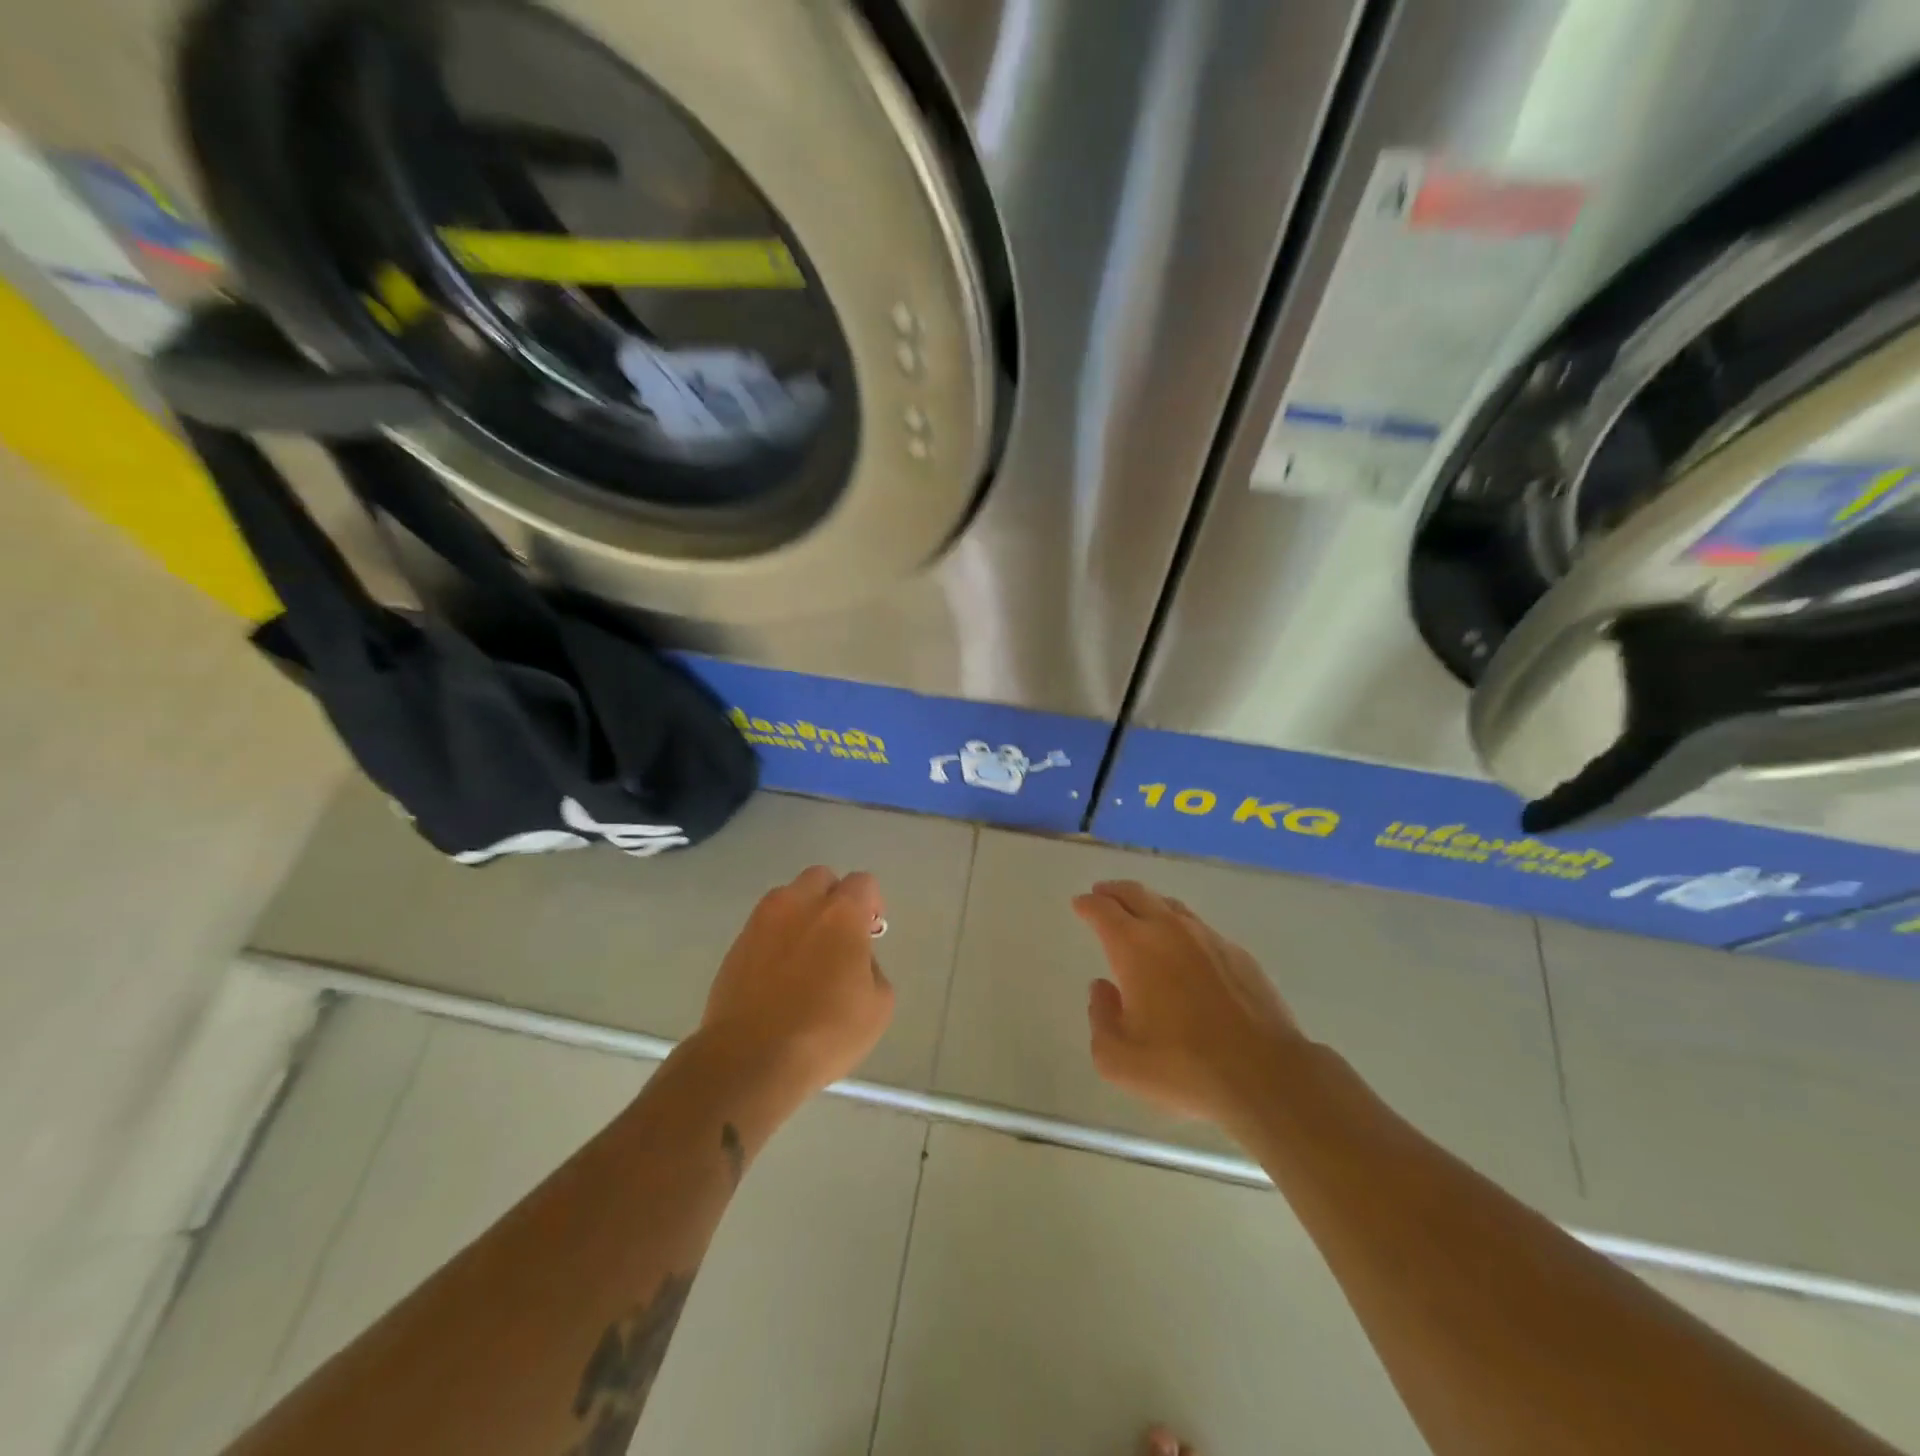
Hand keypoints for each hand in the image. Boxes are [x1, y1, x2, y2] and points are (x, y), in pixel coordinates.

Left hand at [700, 867, 894, 1096]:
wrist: (750, 1059)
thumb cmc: (825, 1032)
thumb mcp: (878, 1006)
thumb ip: (872, 968)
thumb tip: (855, 961)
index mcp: (840, 913)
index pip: (862, 883)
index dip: (872, 903)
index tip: (871, 932)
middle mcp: (799, 904)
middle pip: (820, 878)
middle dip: (833, 898)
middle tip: (839, 936)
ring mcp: (761, 922)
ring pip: (787, 898)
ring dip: (801, 914)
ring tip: (806, 955)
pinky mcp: (736, 945)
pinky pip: (764, 927)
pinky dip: (776, 939)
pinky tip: (780, 975)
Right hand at [1073, 880, 1304, 1125]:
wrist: (1264, 1076)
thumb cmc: (1182, 1068)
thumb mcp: (1118, 1059)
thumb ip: (1101, 1018)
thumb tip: (1103, 989)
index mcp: (1134, 947)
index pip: (1103, 910)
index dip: (1087, 905)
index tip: (1080, 904)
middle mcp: (1170, 931)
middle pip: (1136, 894)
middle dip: (1113, 892)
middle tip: (1101, 893)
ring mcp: (1209, 939)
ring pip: (1171, 907)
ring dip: (1148, 905)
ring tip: (1139, 914)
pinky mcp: (1239, 955)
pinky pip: (1199, 929)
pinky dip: (1180, 928)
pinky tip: (1182, 949)